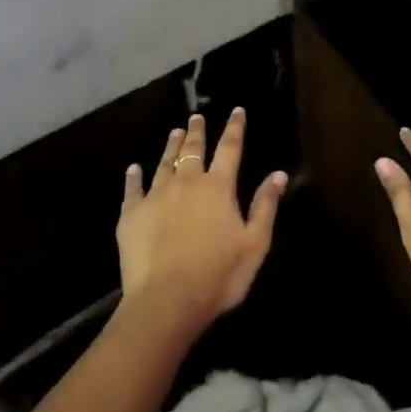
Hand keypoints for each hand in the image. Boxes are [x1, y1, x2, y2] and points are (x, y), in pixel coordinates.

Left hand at [117, 107, 286, 331]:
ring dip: (171, 146)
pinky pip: (132, 189)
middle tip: (196, 117)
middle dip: (197, 131)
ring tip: (174, 132)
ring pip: (165, 163)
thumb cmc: (218, 275)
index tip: (237, 110)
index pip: (230, 148)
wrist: (166, 301)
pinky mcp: (131, 215)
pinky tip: (133, 169)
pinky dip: (134, 177)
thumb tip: (279, 174)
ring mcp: (156, 197)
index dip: (235, 128)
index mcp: (219, 187)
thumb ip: (265, 206)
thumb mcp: (254, 244)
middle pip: (193, 150)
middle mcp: (187, 183)